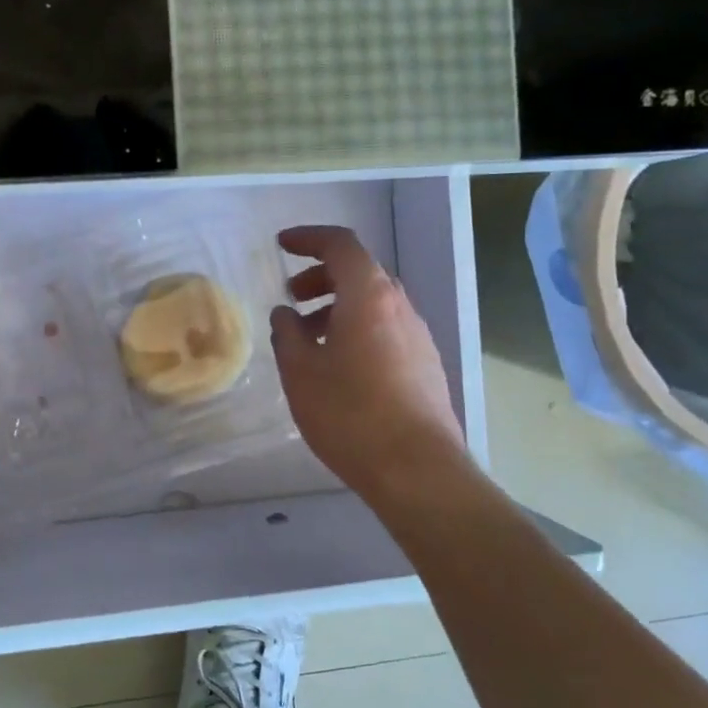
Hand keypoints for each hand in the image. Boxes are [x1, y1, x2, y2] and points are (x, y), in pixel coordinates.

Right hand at [270, 226, 472, 504]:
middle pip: (360, 272)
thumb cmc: (350, 413)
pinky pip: (386, 330)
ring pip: (374, 304)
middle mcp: (400, 307)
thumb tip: (286, 315)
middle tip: (292, 298)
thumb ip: (287, 334)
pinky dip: (357, 330)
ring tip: (308, 338)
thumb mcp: (300, 372)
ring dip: (338, 307)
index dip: (309, 238)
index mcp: (369, 296)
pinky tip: (338, 366)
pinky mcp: (426, 365)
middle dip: (321, 277)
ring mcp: (418, 337)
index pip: (340, 245)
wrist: (416, 469)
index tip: (281, 246)